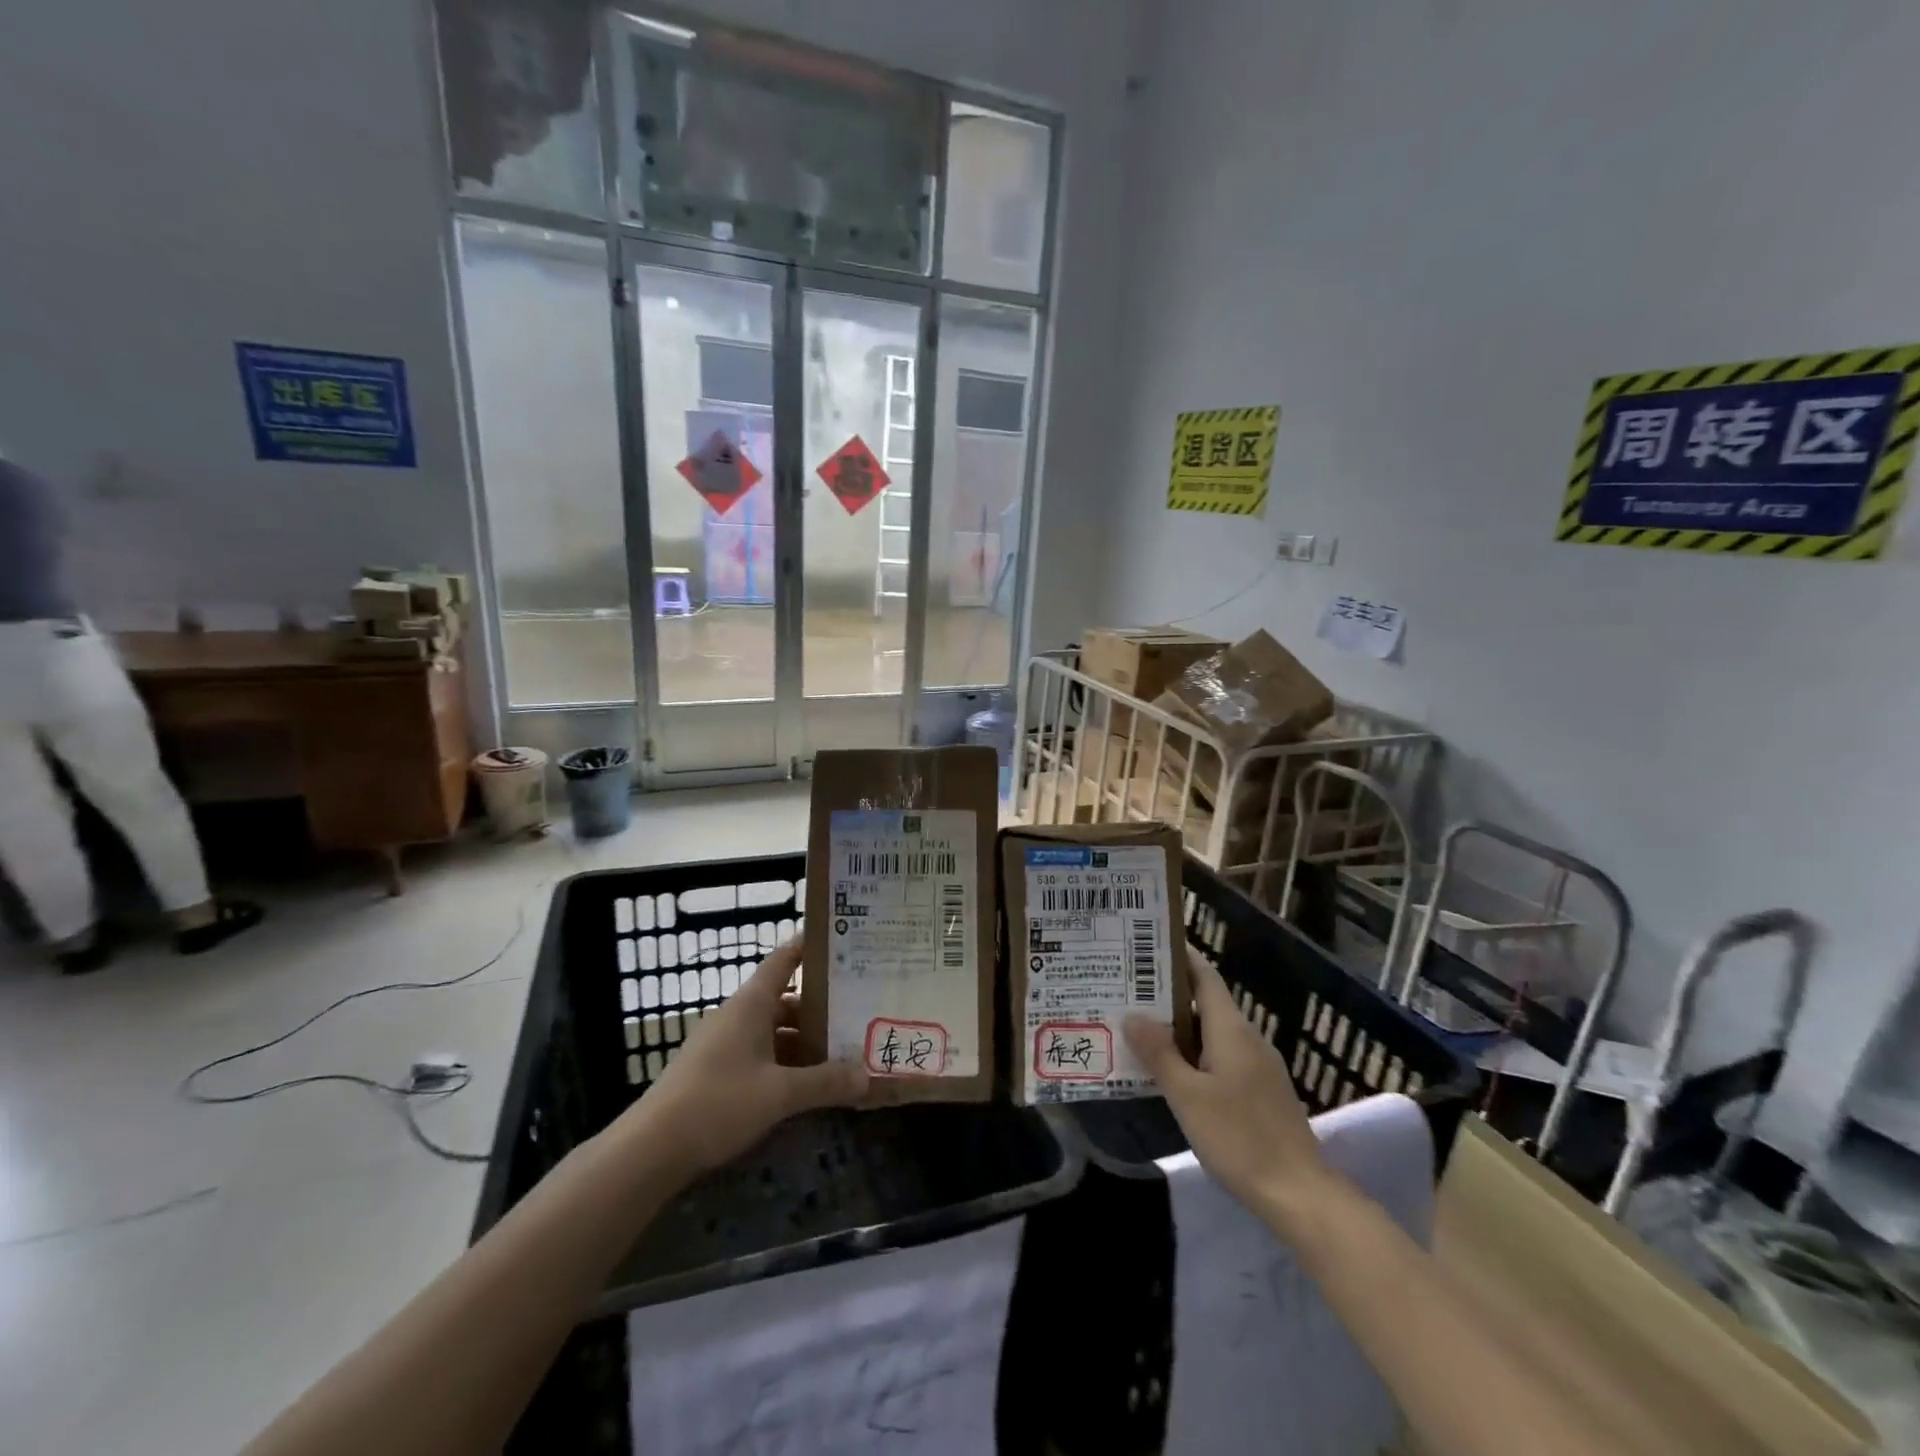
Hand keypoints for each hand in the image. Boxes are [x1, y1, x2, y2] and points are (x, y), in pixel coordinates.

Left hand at [623, 940, 867, 1177]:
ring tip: (843, 1049)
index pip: (785, 959)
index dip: (811, 946)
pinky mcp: (716, 1071)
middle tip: (860, 1008)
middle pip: (786, 998)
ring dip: (804, 1039)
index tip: (843, 941)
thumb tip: (869, 1077)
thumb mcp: (780, 1093)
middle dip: (821, 1006)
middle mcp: (738, 1015)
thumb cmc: (719, 1102)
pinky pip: (761, 1054)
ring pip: (774, 1030)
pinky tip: (807, 1083)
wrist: (651, 1149)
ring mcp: (724, 1043)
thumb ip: (826, 1082)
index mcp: (751, 1003)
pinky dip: (786, 1061)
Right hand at [1125, 950, 1332, 1219]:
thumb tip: (1133, 1015)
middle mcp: (1248, 1038)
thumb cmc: (1239, 1138)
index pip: (1204, 976)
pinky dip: (1195, 1052)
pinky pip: (1222, 1055)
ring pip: (1213, 1032)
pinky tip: (1172, 1070)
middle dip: (1169, 994)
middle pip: (1205, 1002)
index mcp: (1231, 1029)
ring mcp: (1258, 1065)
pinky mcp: (1261, 1091)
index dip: (1179, 957)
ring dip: (1179, 1026)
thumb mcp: (1188, 1096)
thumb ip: (1159, 1053)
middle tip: (1128, 990)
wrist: (1300, 1195)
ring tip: (1140, 1027)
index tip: (1145, 947)